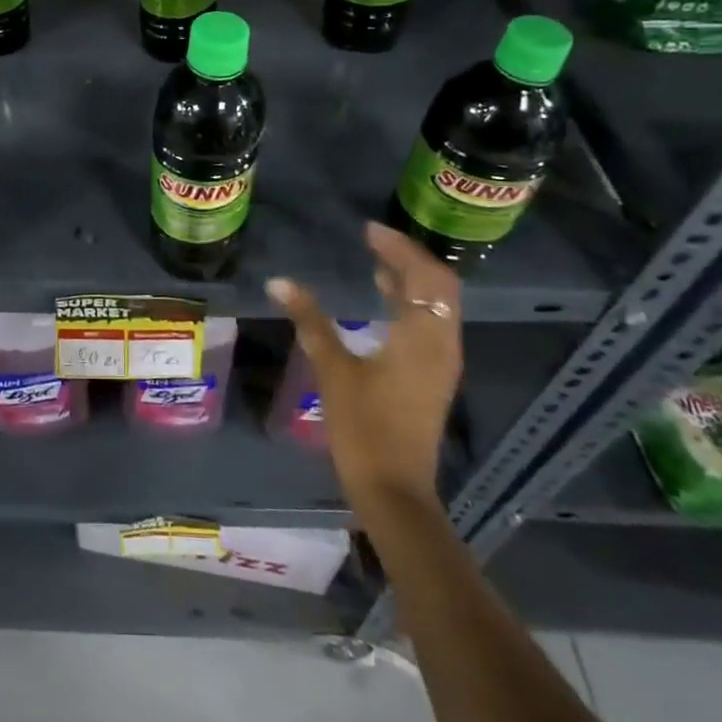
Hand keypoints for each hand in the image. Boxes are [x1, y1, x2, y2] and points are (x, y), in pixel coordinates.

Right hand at [268, 221, 462, 504]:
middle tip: (375, 241)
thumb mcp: (333, 370)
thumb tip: (279, 282)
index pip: (423, 275)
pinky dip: (412, 303)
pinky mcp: (434, 377)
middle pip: (439, 285)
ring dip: (412, 280)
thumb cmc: (364, 428)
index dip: (399, 248)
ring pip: (438, 305)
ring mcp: (442, 362)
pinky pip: (431, 323)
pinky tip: (384, 302)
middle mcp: (442, 343)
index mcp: (422, 337)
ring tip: (376, 263)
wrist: (394, 490)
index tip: (369, 230)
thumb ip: (310, 321)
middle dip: (409, 258)